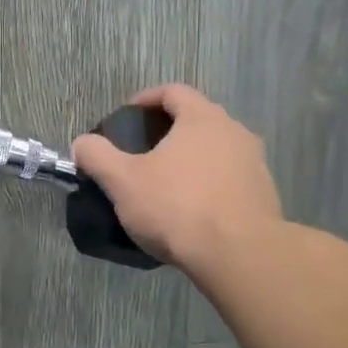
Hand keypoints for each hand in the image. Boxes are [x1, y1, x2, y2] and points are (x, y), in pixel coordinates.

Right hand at [70, 84, 283, 277]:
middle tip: (142, 153)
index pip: (173, 91)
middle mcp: (235, 132)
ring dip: (191, 159)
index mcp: (202, 118)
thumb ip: (97, 156)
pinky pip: (230, 179)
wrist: (239, 256)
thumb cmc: (177, 207)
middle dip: (168, 131)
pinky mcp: (265, 195)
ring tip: (166, 184)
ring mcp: (255, 164)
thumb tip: (82, 143)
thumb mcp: (122, 181)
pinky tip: (192, 210)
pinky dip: (209, 185)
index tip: (126, 118)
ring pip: (216, 150)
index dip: (145, 99)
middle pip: (197, 119)